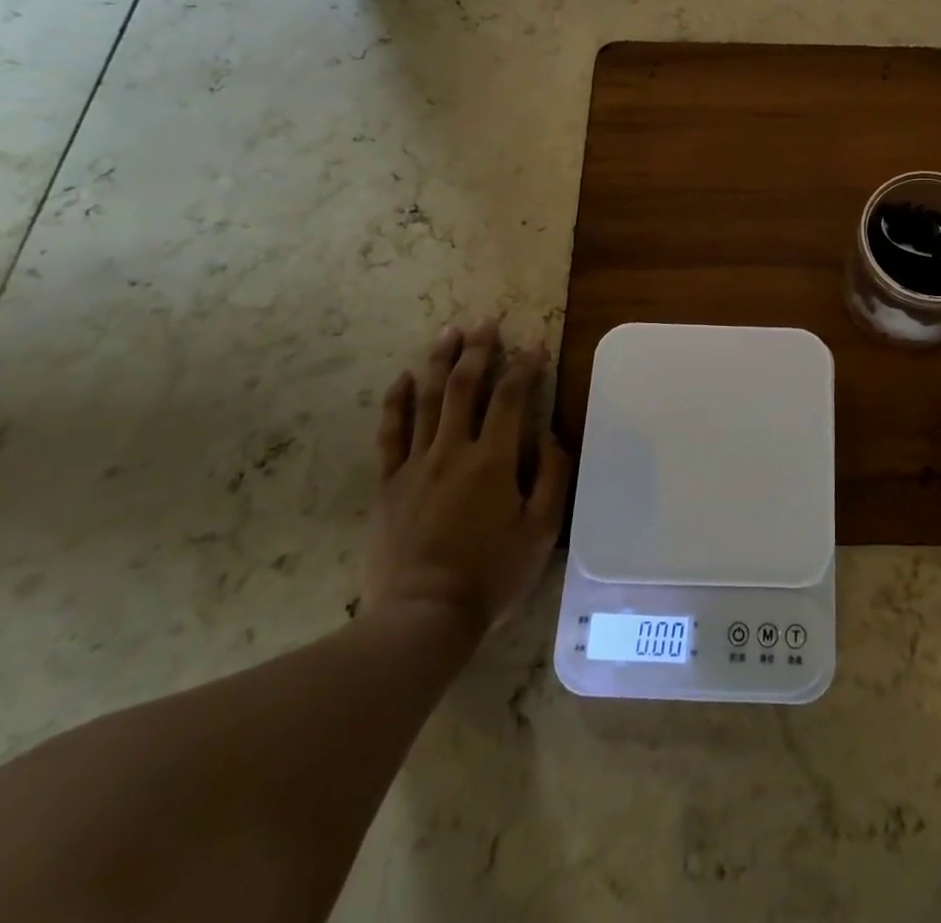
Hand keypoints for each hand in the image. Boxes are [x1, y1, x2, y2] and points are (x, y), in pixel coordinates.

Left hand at [365, 321, 571, 634]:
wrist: (422, 617)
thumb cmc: (490, 575)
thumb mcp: (540, 532)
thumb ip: (552, 477)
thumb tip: (549, 435)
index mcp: (493, 461)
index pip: (512, 398)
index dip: (525, 367)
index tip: (534, 345)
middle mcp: (453, 451)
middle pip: (465, 387)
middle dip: (478, 350)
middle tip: (485, 322)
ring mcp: (415, 465)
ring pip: (428, 400)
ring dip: (439, 362)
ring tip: (448, 332)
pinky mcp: (388, 484)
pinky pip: (390, 434)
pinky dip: (396, 402)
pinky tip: (403, 378)